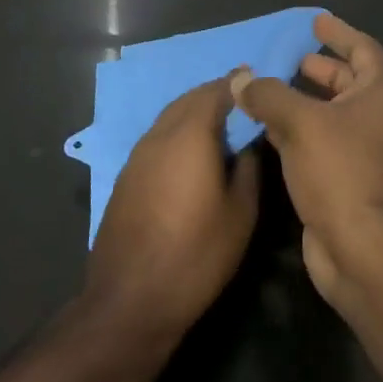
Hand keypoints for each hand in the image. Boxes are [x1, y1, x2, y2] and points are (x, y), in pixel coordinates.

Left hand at [85, 75, 260, 339]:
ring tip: (221, 124)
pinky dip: (178, 132)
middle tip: (241, 100)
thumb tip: (250, 144)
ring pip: (170, 118)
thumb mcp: (241, 214)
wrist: (130, 301)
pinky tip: (192, 154)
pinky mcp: (126, 178)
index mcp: (189, 135)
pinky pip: (158, 138)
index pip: (216, 91)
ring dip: (194, 112)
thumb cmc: (195, 255)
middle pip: (189, 99)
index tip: (256, 80)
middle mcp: (159, 136)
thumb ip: (249, 168)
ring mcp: (137, 156)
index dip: (237, 83)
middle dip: (215, 94)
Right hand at [232, 14, 382, 307]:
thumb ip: (269, 95)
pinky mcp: (342, 180)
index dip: (339, 32)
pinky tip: (267, 128)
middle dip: (321, 68)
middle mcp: (375, 118)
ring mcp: (361, 152)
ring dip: (303, 100)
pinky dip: (296, 131)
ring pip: (330, 115)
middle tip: (291, 56)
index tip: (315, 21)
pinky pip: (317, 143)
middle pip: (348, 81)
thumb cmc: (342, 172)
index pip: (363, 49)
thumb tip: (241, 79)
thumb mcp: (302, 123)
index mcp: (379, 94)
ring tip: (269, 88)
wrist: (364, 252)